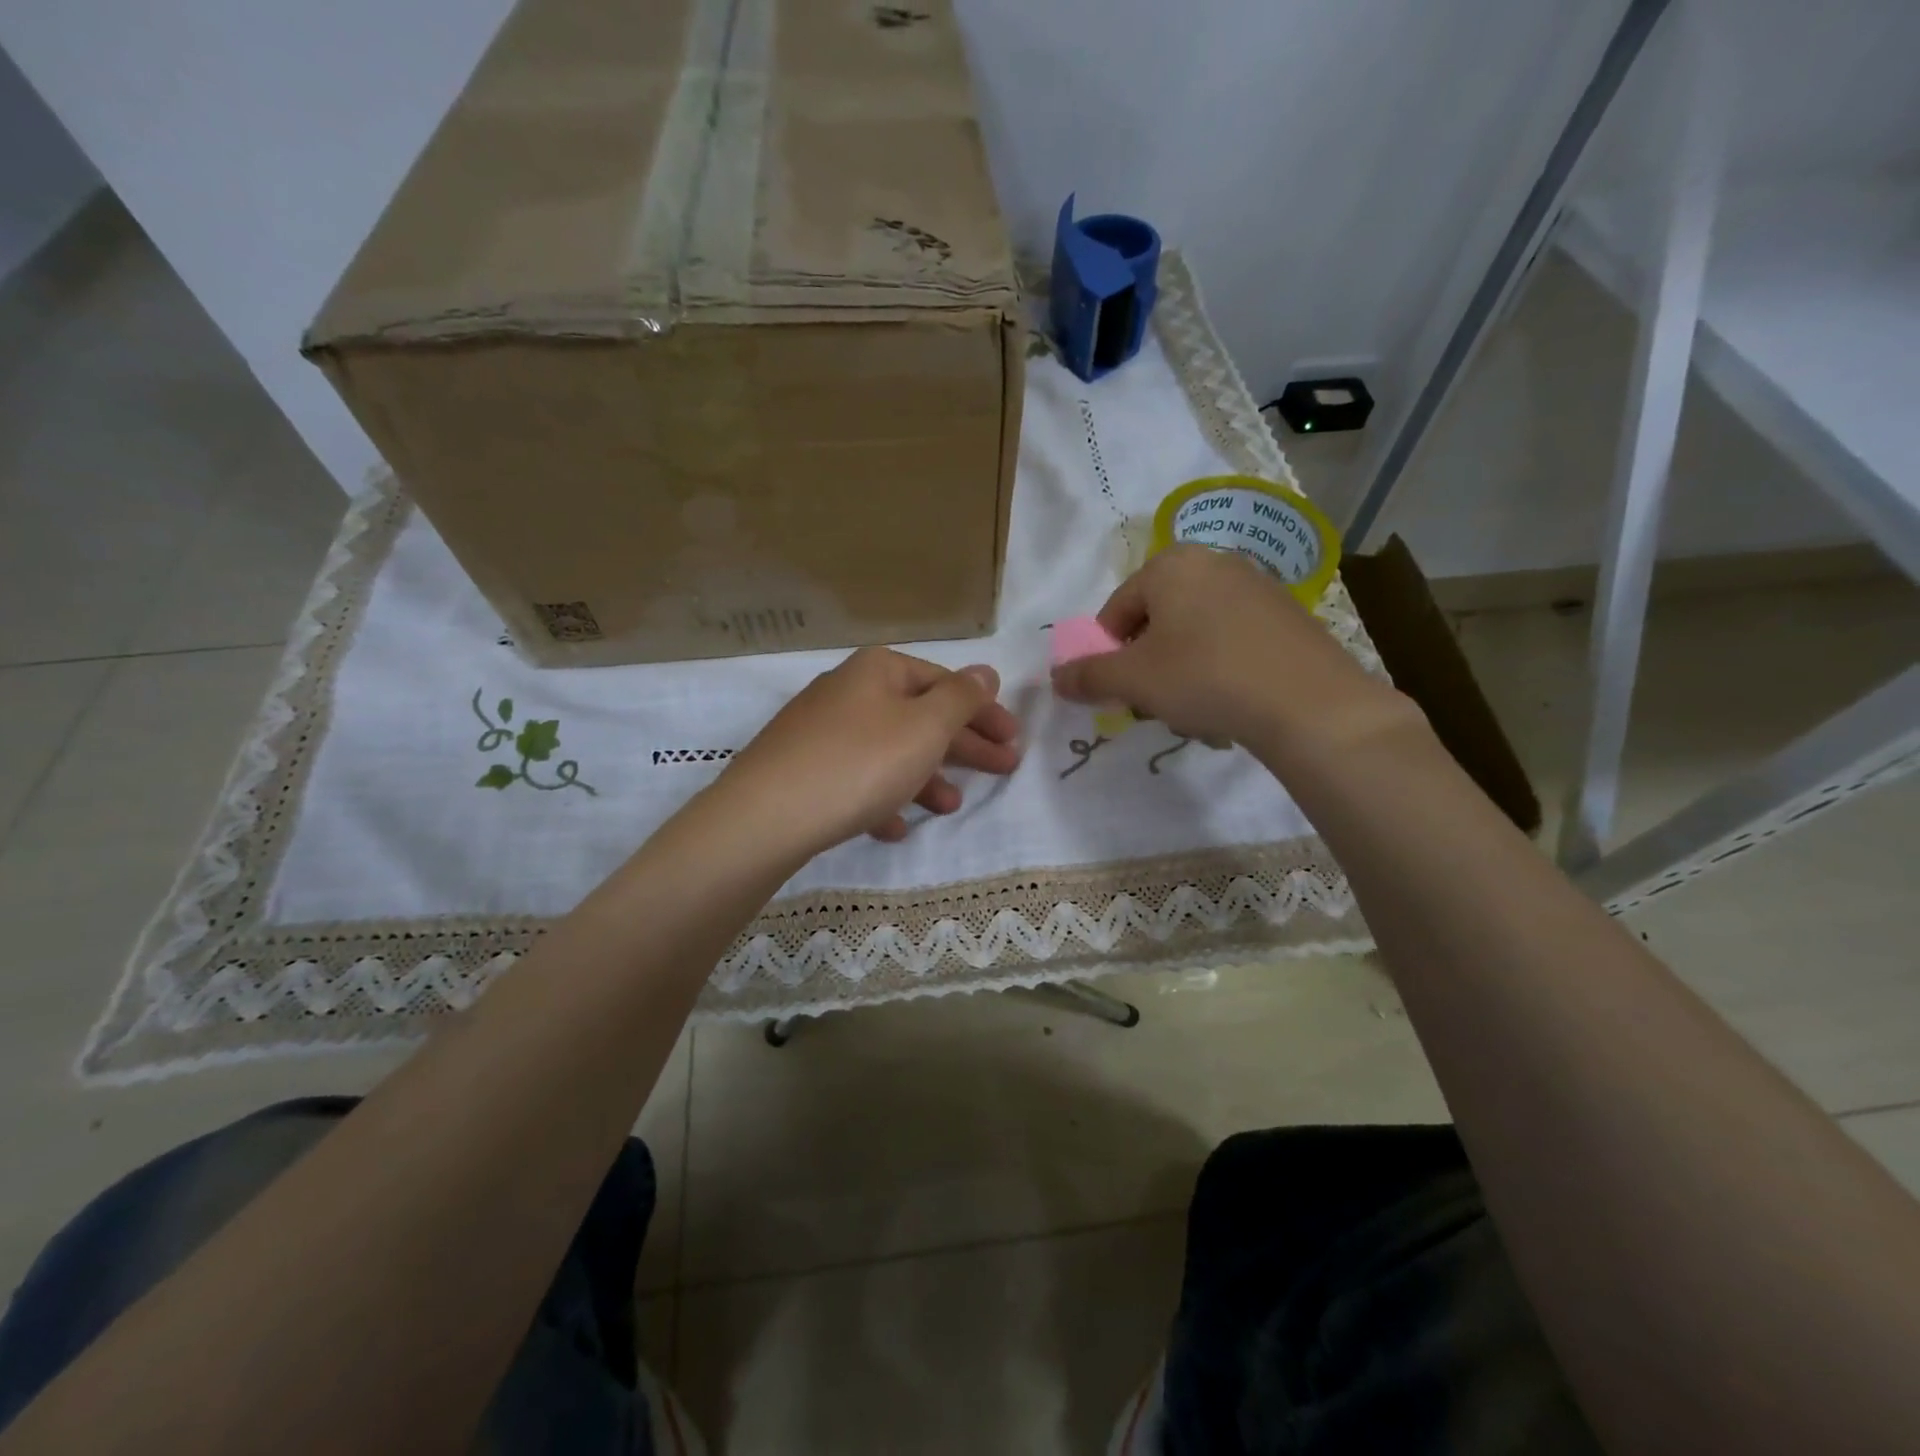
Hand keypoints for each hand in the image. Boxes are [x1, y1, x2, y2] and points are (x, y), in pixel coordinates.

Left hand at [714, 647, 1021, 859]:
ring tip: (949, 806)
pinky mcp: (802, 769)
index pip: (944, 682)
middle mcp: (849, 691)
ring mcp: (821, 731)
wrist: (766, 815)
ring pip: (889, 750)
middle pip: (920, 716)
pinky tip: (893, 826)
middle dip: (964, 745)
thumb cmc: (860, 763)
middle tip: (1003, 769)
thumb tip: (986, 671)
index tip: (1014, 739)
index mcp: (879, 671)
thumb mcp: (924, 727)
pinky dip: (881, 798)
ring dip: (925, 776)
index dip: (984, 710)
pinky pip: (855, 779)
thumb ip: (961, 698)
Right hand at [1050, 545, 1418, 757]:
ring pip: (1195, 633)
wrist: (1308, 703)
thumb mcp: (1133, 680)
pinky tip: (1231, 701)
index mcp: (1170, 565)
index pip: (1116, 610)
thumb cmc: (1204, 677)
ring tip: (1194, 708)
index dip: (1107, 655)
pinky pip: (1233, 640)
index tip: (1119, 691)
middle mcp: (1214, 562)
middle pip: (1157, 619)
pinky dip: (1221, 668)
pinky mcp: (1288, 615)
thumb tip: (1055, 679)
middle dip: (1147, 663)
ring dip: (1181, 670)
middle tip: (1154, 701)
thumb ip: (1088, 676)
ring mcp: (1257, 586)